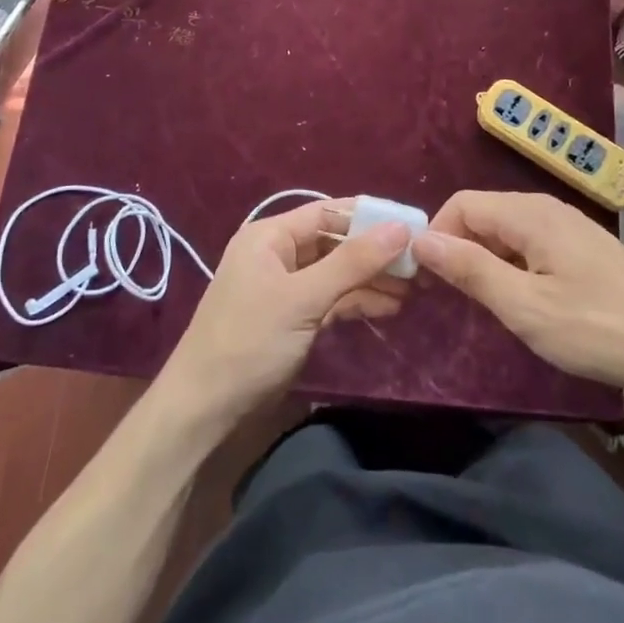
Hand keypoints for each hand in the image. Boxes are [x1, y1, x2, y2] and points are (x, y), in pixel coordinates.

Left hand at [161, 198, 411, 430]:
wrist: (203, 410)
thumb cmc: (250, 341)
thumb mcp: (304, 298)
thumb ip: (353, 262)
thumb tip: (401, 227)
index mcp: (270, 236)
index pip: (328, 212)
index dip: (370, 217)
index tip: (414, 226)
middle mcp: (277, 254)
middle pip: (335, 242)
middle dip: (375, 252)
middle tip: (420, 264)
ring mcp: (285, 287)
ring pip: (336, 273)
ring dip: (371, 280)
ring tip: (413, 289)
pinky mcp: (292, 318)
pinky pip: (331, 299)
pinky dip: (357, 302)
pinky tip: (389, 308)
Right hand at [413, 191, 623, 416]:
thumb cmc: (598, 329)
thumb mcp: (525, 307)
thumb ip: (471, 270)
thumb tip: (421, 239)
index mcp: (529, 214)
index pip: (461, 204)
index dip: (437, 236)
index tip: (427, 281)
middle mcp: (547, 208)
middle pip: (484, 214)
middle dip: (459, 248)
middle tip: (452, 298)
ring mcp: (570, 226)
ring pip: (508, 230)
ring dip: (486, 260)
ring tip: (487, 305)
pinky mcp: (586, 248)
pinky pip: (532, 243)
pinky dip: (513, 265)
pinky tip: (526, 301)